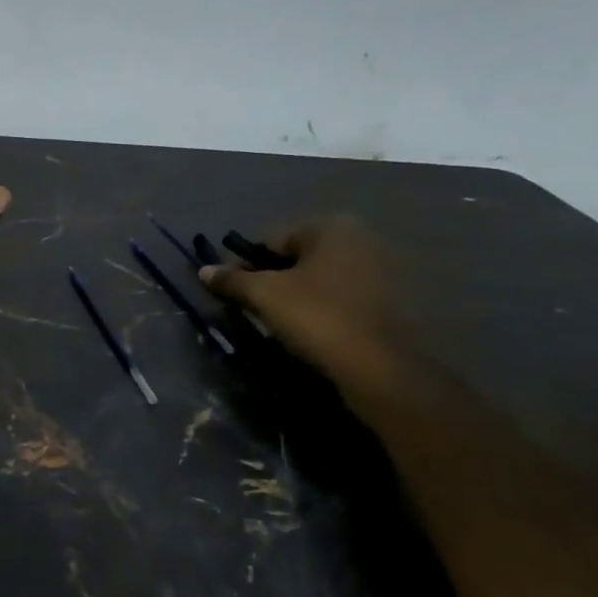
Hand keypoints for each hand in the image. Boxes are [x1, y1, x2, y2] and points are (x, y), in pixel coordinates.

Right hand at [200, 216, 402, 386]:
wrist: (382, 369)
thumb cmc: (318, 318)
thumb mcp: (265, 296)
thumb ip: (232, 280)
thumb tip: (204, 270)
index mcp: (330, 227)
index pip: (271, 242)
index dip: (245, 266)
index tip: (232, 291)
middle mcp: (361, 238)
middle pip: (297, 258)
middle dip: (274, 280)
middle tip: (256, 308)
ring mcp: (382, 268)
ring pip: (320, 278)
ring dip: (299, 295)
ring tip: (283, 323)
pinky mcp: (393, 299)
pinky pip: (343, 296)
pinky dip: (324, 307)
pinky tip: (314, 329)